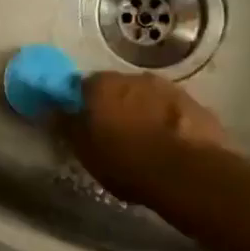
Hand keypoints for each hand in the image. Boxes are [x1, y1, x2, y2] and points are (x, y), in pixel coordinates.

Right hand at [58, 71, 229, 207]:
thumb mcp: (85, 150)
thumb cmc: (126, 162)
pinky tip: (170, 145)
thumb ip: (67, 125)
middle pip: (118, 88)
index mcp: (103, 85)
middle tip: (114, 134)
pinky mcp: (196, 105)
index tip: (83, 123)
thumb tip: (53, 110)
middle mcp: (135, 77)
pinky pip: (173, 111)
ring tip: (145, 142)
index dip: (82, 104)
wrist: (187, 173)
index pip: (83, 86)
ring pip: (148, 98)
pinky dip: (169, 122)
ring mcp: (170, 89)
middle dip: (115, 106)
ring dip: (144, 112)